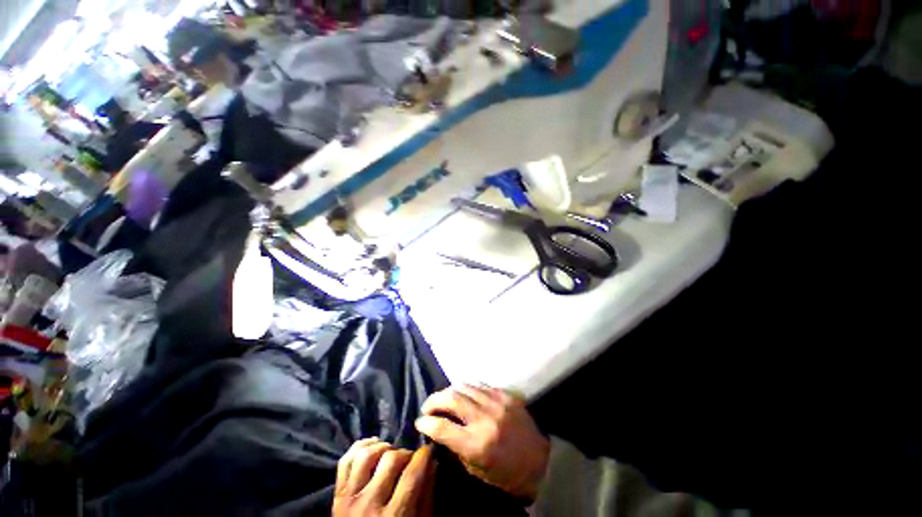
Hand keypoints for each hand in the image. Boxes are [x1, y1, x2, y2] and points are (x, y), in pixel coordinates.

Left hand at [333, 438, 434, 516]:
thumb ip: (426, 496)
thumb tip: (433, 462)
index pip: (411, 474)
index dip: (423, 456)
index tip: (428, 450)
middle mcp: (368, 505)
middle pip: (391, 460)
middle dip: (405, 453)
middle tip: (410, 459)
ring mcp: (348, 499)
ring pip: (367, 455)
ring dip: (383, 448)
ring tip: (391, 455)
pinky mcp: (337, 495)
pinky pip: (345, 460)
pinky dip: (361, 447)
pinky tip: (374, 448)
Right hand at [415, 385, 549, 499]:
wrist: (541, 459)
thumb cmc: (507, 473)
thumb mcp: (477, 470)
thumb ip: (456, 448)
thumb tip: (438, 430)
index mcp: (477, 444)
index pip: (442, 427)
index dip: (426, 423)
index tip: (419, 422)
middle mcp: (485, 418)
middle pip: (451, 399)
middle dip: (434, 400)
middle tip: (428, 406)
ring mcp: (497, 402)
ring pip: (464, 386)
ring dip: (449, 391)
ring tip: (443, 398)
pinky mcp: (505, 394)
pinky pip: (479, 384)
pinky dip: (467, 388)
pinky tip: (463, 394)